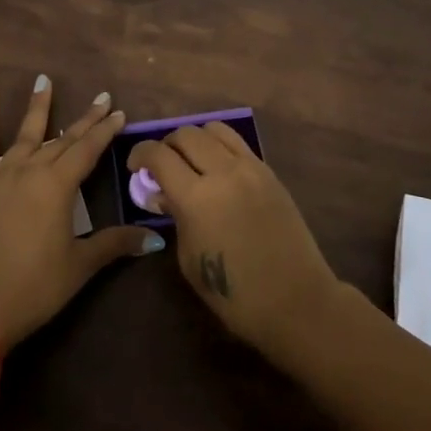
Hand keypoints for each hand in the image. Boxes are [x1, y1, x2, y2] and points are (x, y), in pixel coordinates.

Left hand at [0, 76, 165, 348]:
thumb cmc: (35, 287)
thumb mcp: (80, 265)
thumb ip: (115, 244)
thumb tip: (154, 238)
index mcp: (58, 186)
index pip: (88, 150)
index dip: (105, 131)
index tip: (119, 112)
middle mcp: (30, 170)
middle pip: (63, 140)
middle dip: (85, 120)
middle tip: (101, 98)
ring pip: (25, 134)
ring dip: (38, 107)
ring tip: (44, 80)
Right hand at [127, 123, 339, 361]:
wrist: (295, 301)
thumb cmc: (234, 293)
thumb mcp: (189, 258)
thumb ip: (174, 217)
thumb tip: (164, 194)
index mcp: (196, 197)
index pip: (158, 155)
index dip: (140, 155)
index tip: (135, 166)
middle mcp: (223, 171)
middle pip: (186, 134)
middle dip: (166, 145)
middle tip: (161, 165)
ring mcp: (251, 168)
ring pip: (215, 129)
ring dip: (195, 139)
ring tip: (191, 161)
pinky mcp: (270, 172)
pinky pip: (238, 144)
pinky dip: (220, 147)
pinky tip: (218, 169)